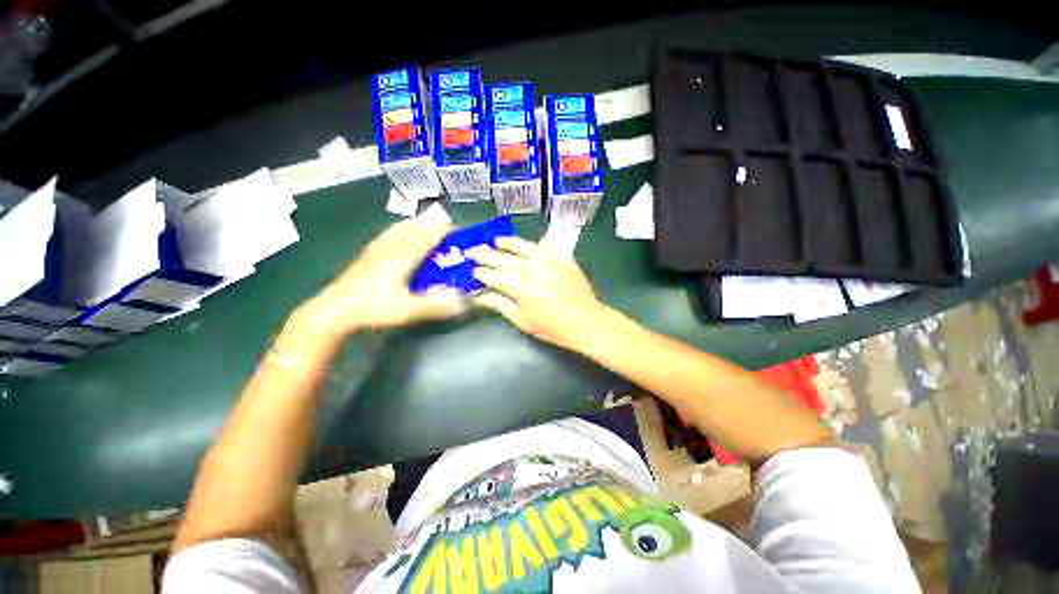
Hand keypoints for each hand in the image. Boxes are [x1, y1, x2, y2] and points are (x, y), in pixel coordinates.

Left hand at [301, 218, 466, 335]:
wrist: (335, 309)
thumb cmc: (373, 309)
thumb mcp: (407, 311)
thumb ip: (436, 305)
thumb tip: (462, 297)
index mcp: (402, 258)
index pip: (426, 236)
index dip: (443, 230)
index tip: (460, 230)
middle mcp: (391, 247)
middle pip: (415, 228)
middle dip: (434, 224)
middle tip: (450, 228)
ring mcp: (378, 248)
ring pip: (402, 227)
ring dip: (419, 223)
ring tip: (431, 223)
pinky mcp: (370, 251)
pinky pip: (390, 232)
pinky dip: (403, 227)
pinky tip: (403, 229)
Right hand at [470, 236, 605, 349]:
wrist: (586, 322)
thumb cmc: (552, 327)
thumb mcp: (523, 321)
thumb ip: (501, 305)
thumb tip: (480, 296)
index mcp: (520, 287)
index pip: (494, 276)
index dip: (481, 273)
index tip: (472, 270)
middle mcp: (532, 269)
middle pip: (505, 259)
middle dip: (488, 255)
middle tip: (475, 251)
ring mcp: (549, 261)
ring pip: (523, 247)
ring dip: (508, 243)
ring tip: (496, 240)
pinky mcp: (563, 258)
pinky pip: (548, 245)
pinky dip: (538, 242)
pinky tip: (531, 241)